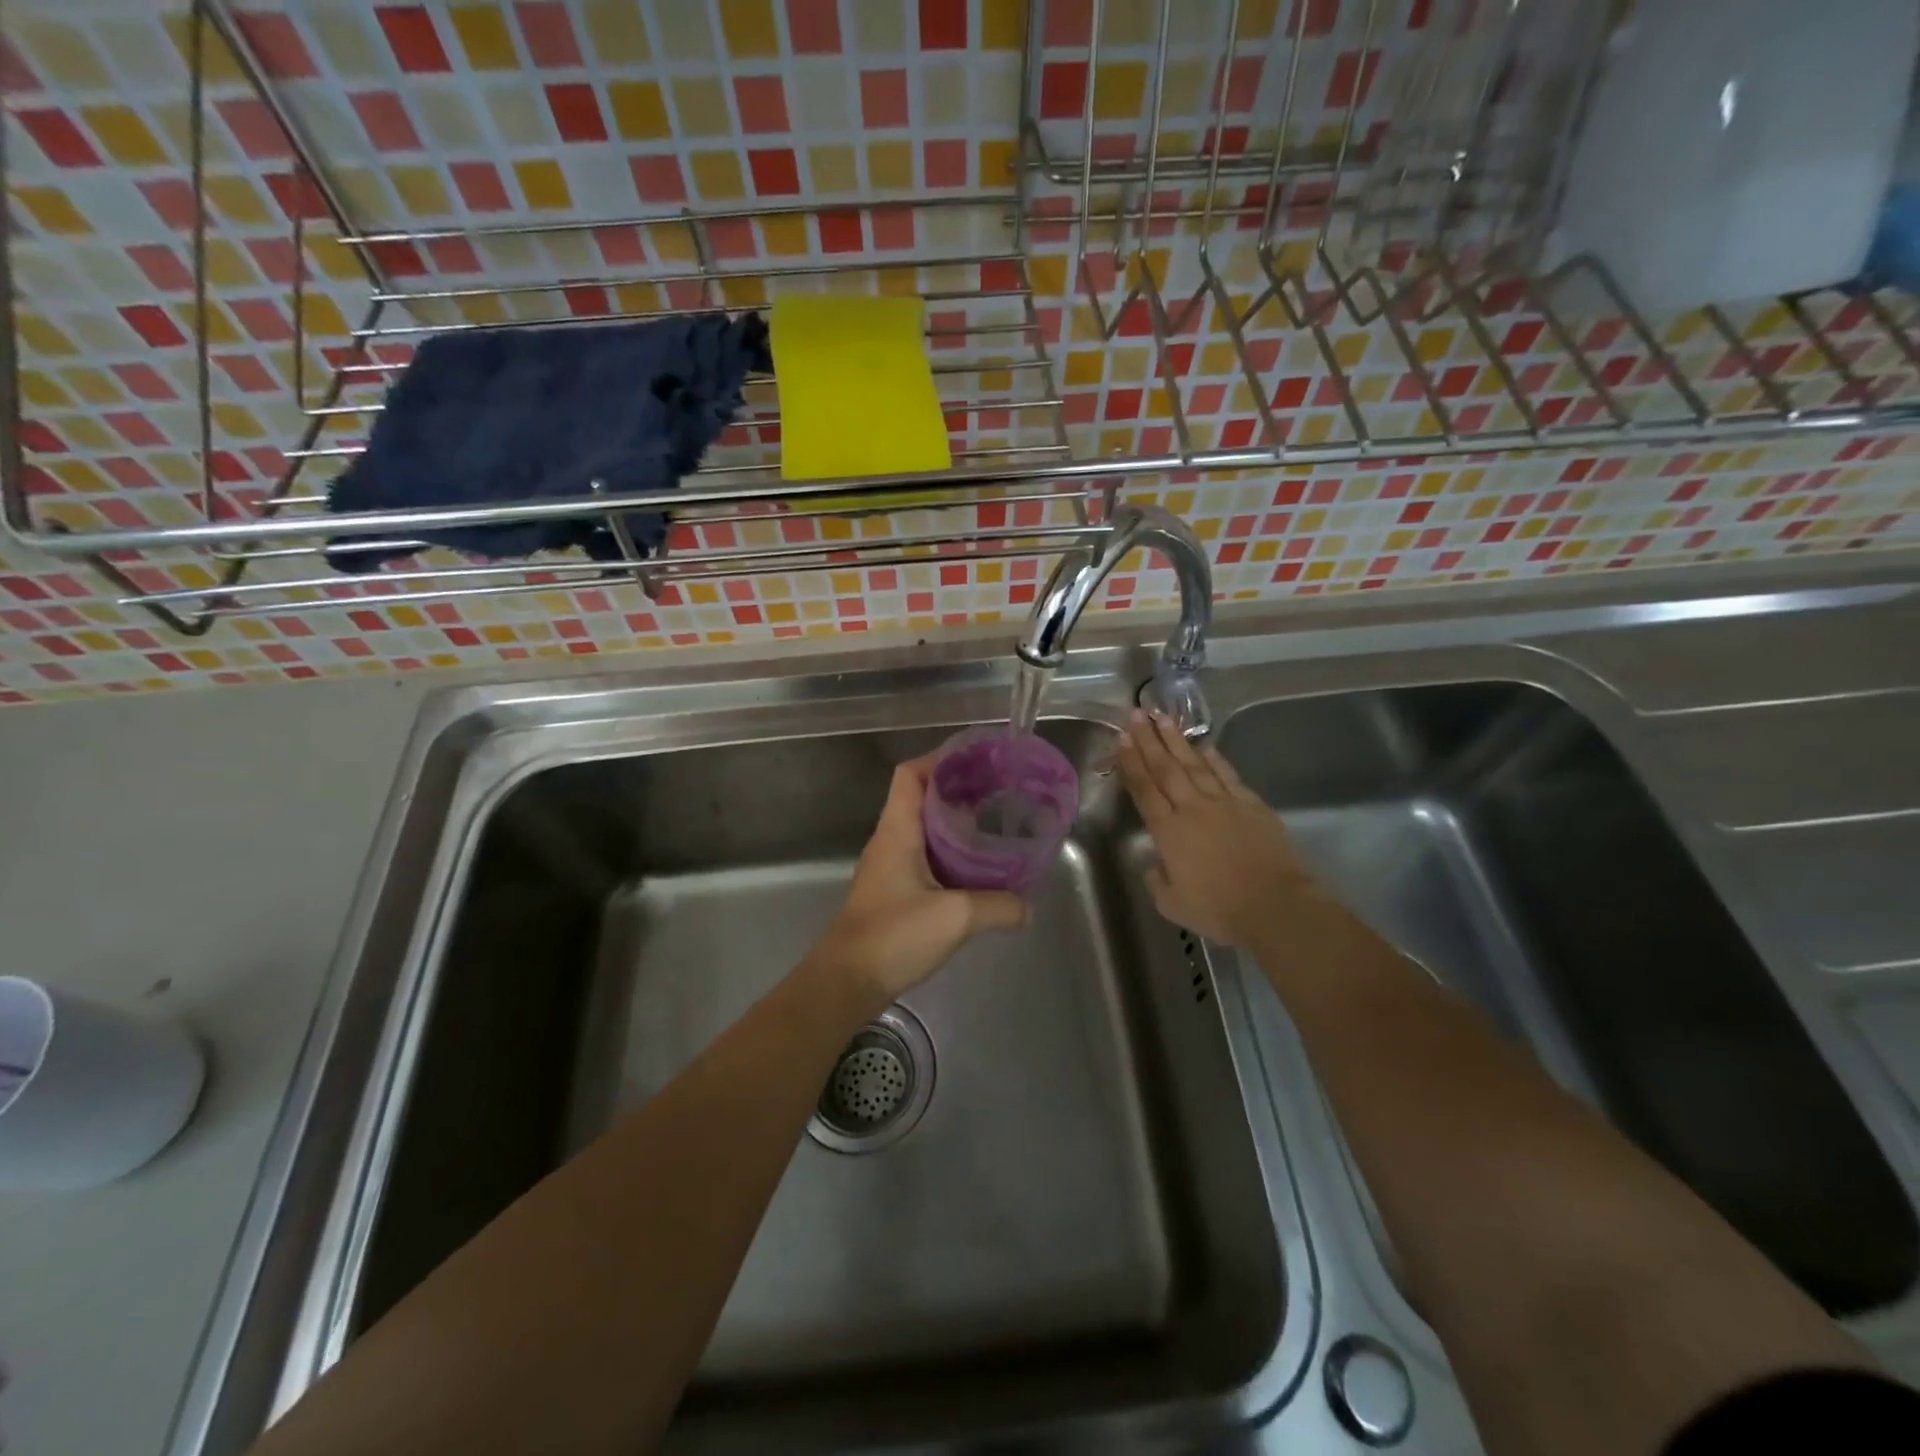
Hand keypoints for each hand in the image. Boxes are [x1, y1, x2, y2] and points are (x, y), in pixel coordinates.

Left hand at [804, 756, 1029, 1007]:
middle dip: (958, 790)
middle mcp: (890, 842)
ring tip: (995, 826)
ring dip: (956, 824)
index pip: (910, 774)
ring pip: (924, 830)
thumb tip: (1030, 906)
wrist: (845, 983)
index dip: (941, 759)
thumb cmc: (893, 936)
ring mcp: (889, 868)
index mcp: (897, 831)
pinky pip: (925, 859)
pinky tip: (977, 871)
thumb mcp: (956, 917)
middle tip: (999, 793)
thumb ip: (999, 907)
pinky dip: (951, 855)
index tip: (978, 761)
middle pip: (921, 798)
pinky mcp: (893, 893)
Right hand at [1115, 712, 1336, 949]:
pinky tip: (1204, 745)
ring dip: (1176, 739)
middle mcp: (1192, 808)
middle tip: (1136, 714)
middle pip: (1166, 767)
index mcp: (1168, 831)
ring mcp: (1224, 802)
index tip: (1122, 739)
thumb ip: (1158, 881)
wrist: (1275, 904)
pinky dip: (1213, 757)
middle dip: (1148, 739)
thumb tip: (1155, 865)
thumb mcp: (1173, 905)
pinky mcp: (1251, 804)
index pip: (1144, 789)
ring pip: (1194, 763)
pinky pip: (1226, 774)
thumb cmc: (1218, 909)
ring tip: (1162, 717)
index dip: (1131, 762)